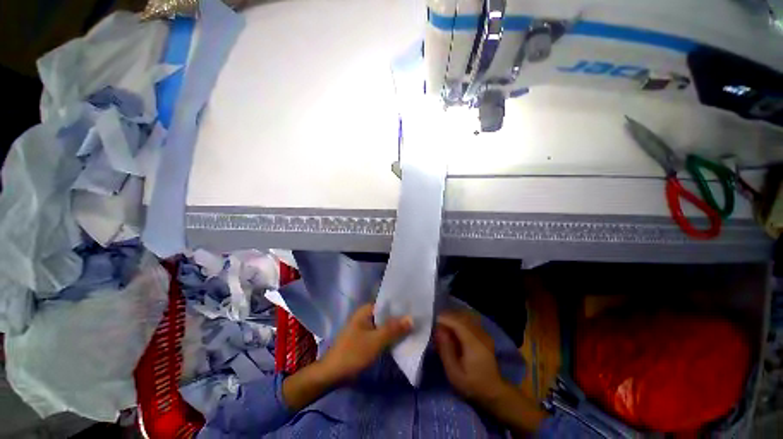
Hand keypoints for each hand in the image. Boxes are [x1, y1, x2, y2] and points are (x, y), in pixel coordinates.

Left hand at [320, 303, 412, 383]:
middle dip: (400, 319)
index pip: (387, 303)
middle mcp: (365, 315)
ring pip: (384, 325)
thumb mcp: (375, 341)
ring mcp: (365, 328)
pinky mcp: (365, 339)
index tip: (416, 309)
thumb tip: (411, 318)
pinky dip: (389, 337)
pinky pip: (380, 334)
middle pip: (386, 315)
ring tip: (414, 329)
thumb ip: (393, 329)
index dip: (401, 306)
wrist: (331, 375)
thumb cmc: (353, 353)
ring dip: (395, 329)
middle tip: (418, 320)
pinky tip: (401, 340)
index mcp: (366, 310)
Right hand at [435, 311, 507, 403]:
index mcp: (474, 344)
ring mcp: (484, 334)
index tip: (433, 321)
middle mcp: (481, 335)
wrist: (494, 392)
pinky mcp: (484, 335)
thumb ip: (445, 350)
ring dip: (453, 318)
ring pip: (466, 317)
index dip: (445, 319)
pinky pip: (470, 321)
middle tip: (436, 325)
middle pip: (462, 317)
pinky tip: (453, 330)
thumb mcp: (454, 373)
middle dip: (448, 317)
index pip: (458, 323)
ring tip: (443, 326)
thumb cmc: (472, 385)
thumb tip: (438, 330)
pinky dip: (459, 321)